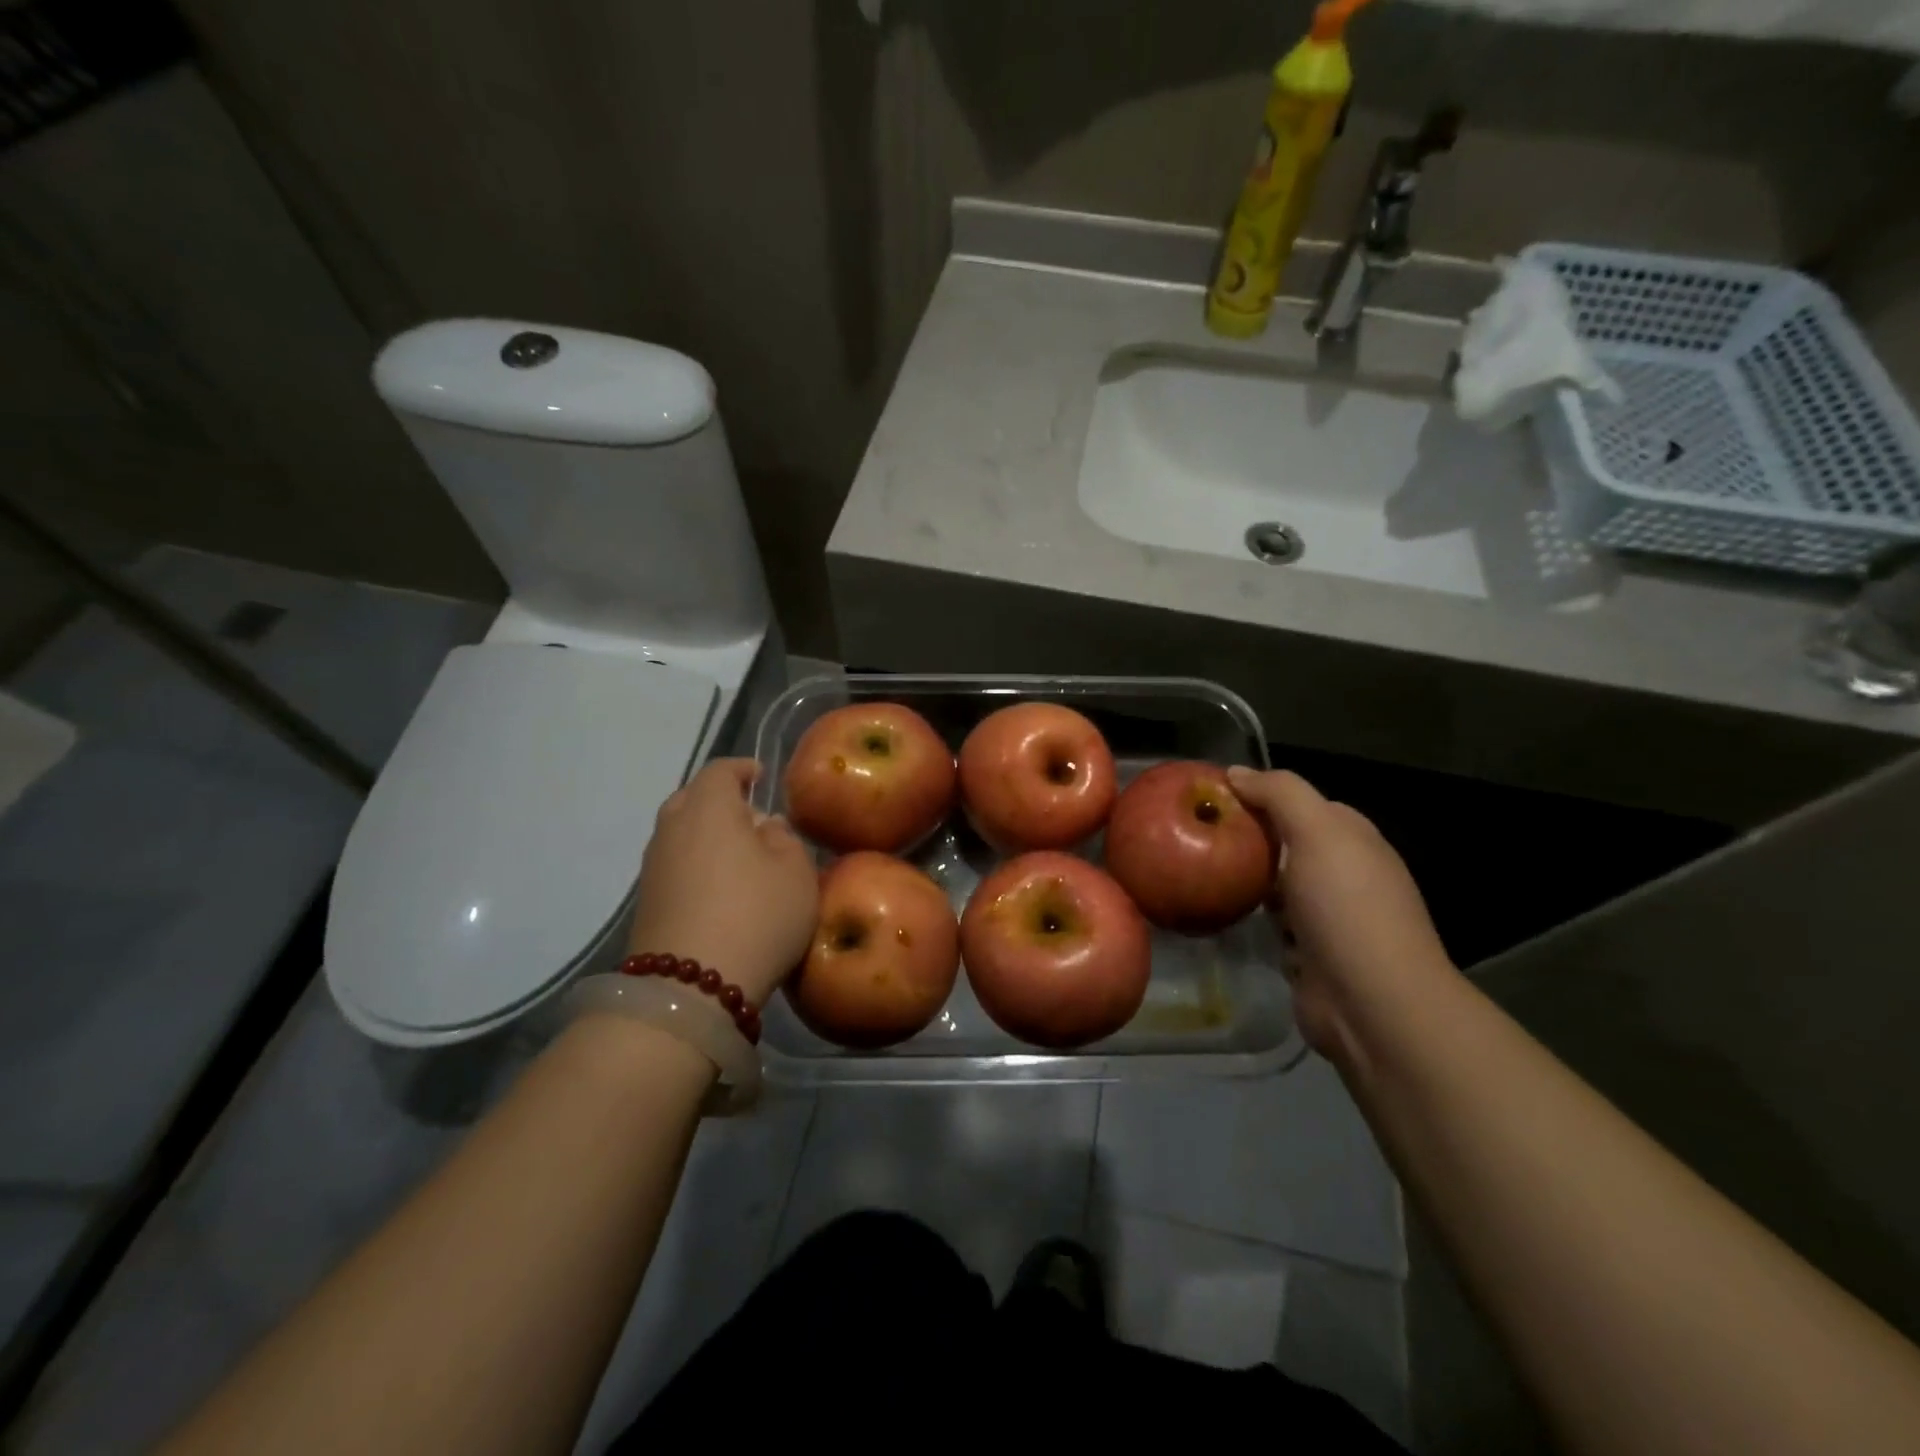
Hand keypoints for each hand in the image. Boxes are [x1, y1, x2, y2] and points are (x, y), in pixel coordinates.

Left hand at [627, 759, 818, 1008]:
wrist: (689, 988)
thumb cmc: (756, 915)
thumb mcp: (796, 873)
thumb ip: (785, 839)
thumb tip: (764, 827)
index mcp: (709, 808)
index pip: (720, 771)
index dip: (742, 769)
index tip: (760, 776)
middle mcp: (672, 828)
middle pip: (692, 799)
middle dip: (719, 800)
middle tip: (750, 817)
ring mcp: (653, 866)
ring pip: (680, 833)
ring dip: (706, 835)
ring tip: (738, 855)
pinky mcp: (647, 901)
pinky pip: (674, 864)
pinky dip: (695, 863)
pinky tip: (718, 887)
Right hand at [1227, 767, 1455, 1068]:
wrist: (1371, 1003)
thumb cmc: (1346, 906)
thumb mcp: (1317, 832)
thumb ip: (1280, 794)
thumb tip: (1236, 772)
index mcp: (1353, 839)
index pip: (1302, 803)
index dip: (1261, 795)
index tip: (1213, 799)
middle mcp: (1345, 874)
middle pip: (1287, 844)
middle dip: (1248, 840)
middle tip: (1196, 836)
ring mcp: (1329, 917)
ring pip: (1276, 886)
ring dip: (1247, 883)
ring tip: (1199, 871)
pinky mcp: (1310, 954)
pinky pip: (1273, 926)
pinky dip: (1252, 921)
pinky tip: (1221, 914)